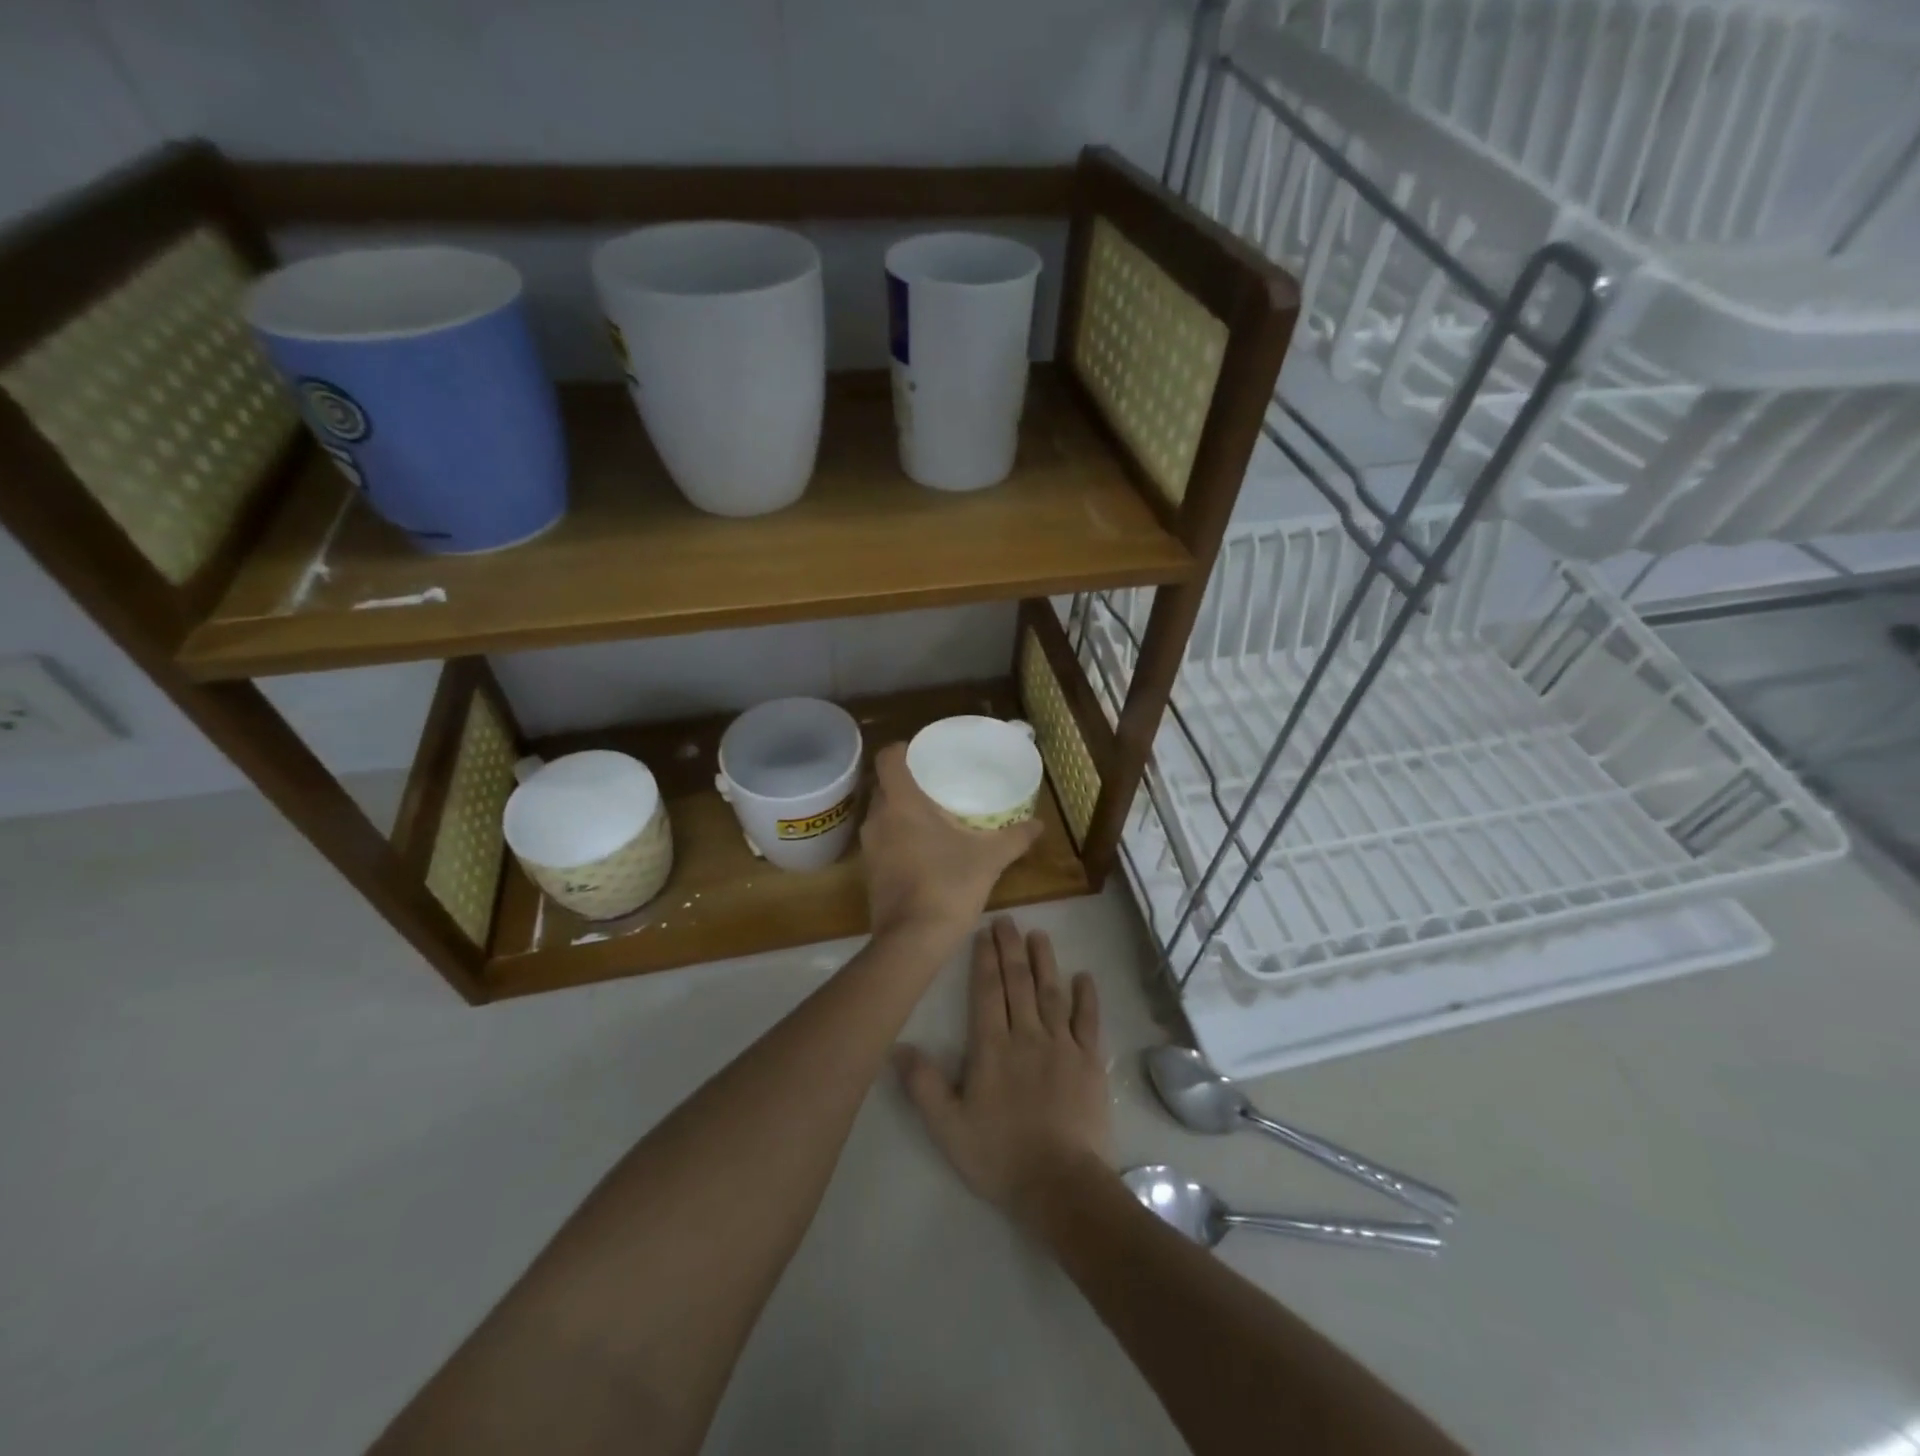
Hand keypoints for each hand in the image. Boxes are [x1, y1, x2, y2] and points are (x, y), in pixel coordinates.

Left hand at [861, 744, 1042, 942]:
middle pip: (886, 785)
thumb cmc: (948, 885)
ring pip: (884, 815)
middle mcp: (878, 818)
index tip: (925, 754)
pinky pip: (883, 840)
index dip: (903, 749)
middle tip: (939, 784)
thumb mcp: (990, 858)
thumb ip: (1015, 837)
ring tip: (934, 815)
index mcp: (901, 803)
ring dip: (903, 812)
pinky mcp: (869, 872)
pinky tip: (925, 849)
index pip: (888, 758)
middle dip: (908, 782)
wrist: (912, 941)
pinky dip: (899, 837)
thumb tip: (1040, 824)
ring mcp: (869, 847)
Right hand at [896, 919, 1110, 1220]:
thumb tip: (897, 1046)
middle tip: (1008, 920)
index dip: (985, 959)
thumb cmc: (1000, 1156)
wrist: (1060, 1184)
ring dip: (1045, 961)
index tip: (985, 932)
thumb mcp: (948, 1127)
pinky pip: (1088, 1021)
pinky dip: (1086, 997)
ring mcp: (1062, 1046)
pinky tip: (1084, 976)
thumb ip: (923, 1085)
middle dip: (1012, 949)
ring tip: (1040, 935)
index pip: (987, 991)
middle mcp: (1027, 1035)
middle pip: (1019, 983)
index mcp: (992, 1047)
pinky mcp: (1089, 1062)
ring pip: (1052, 992)